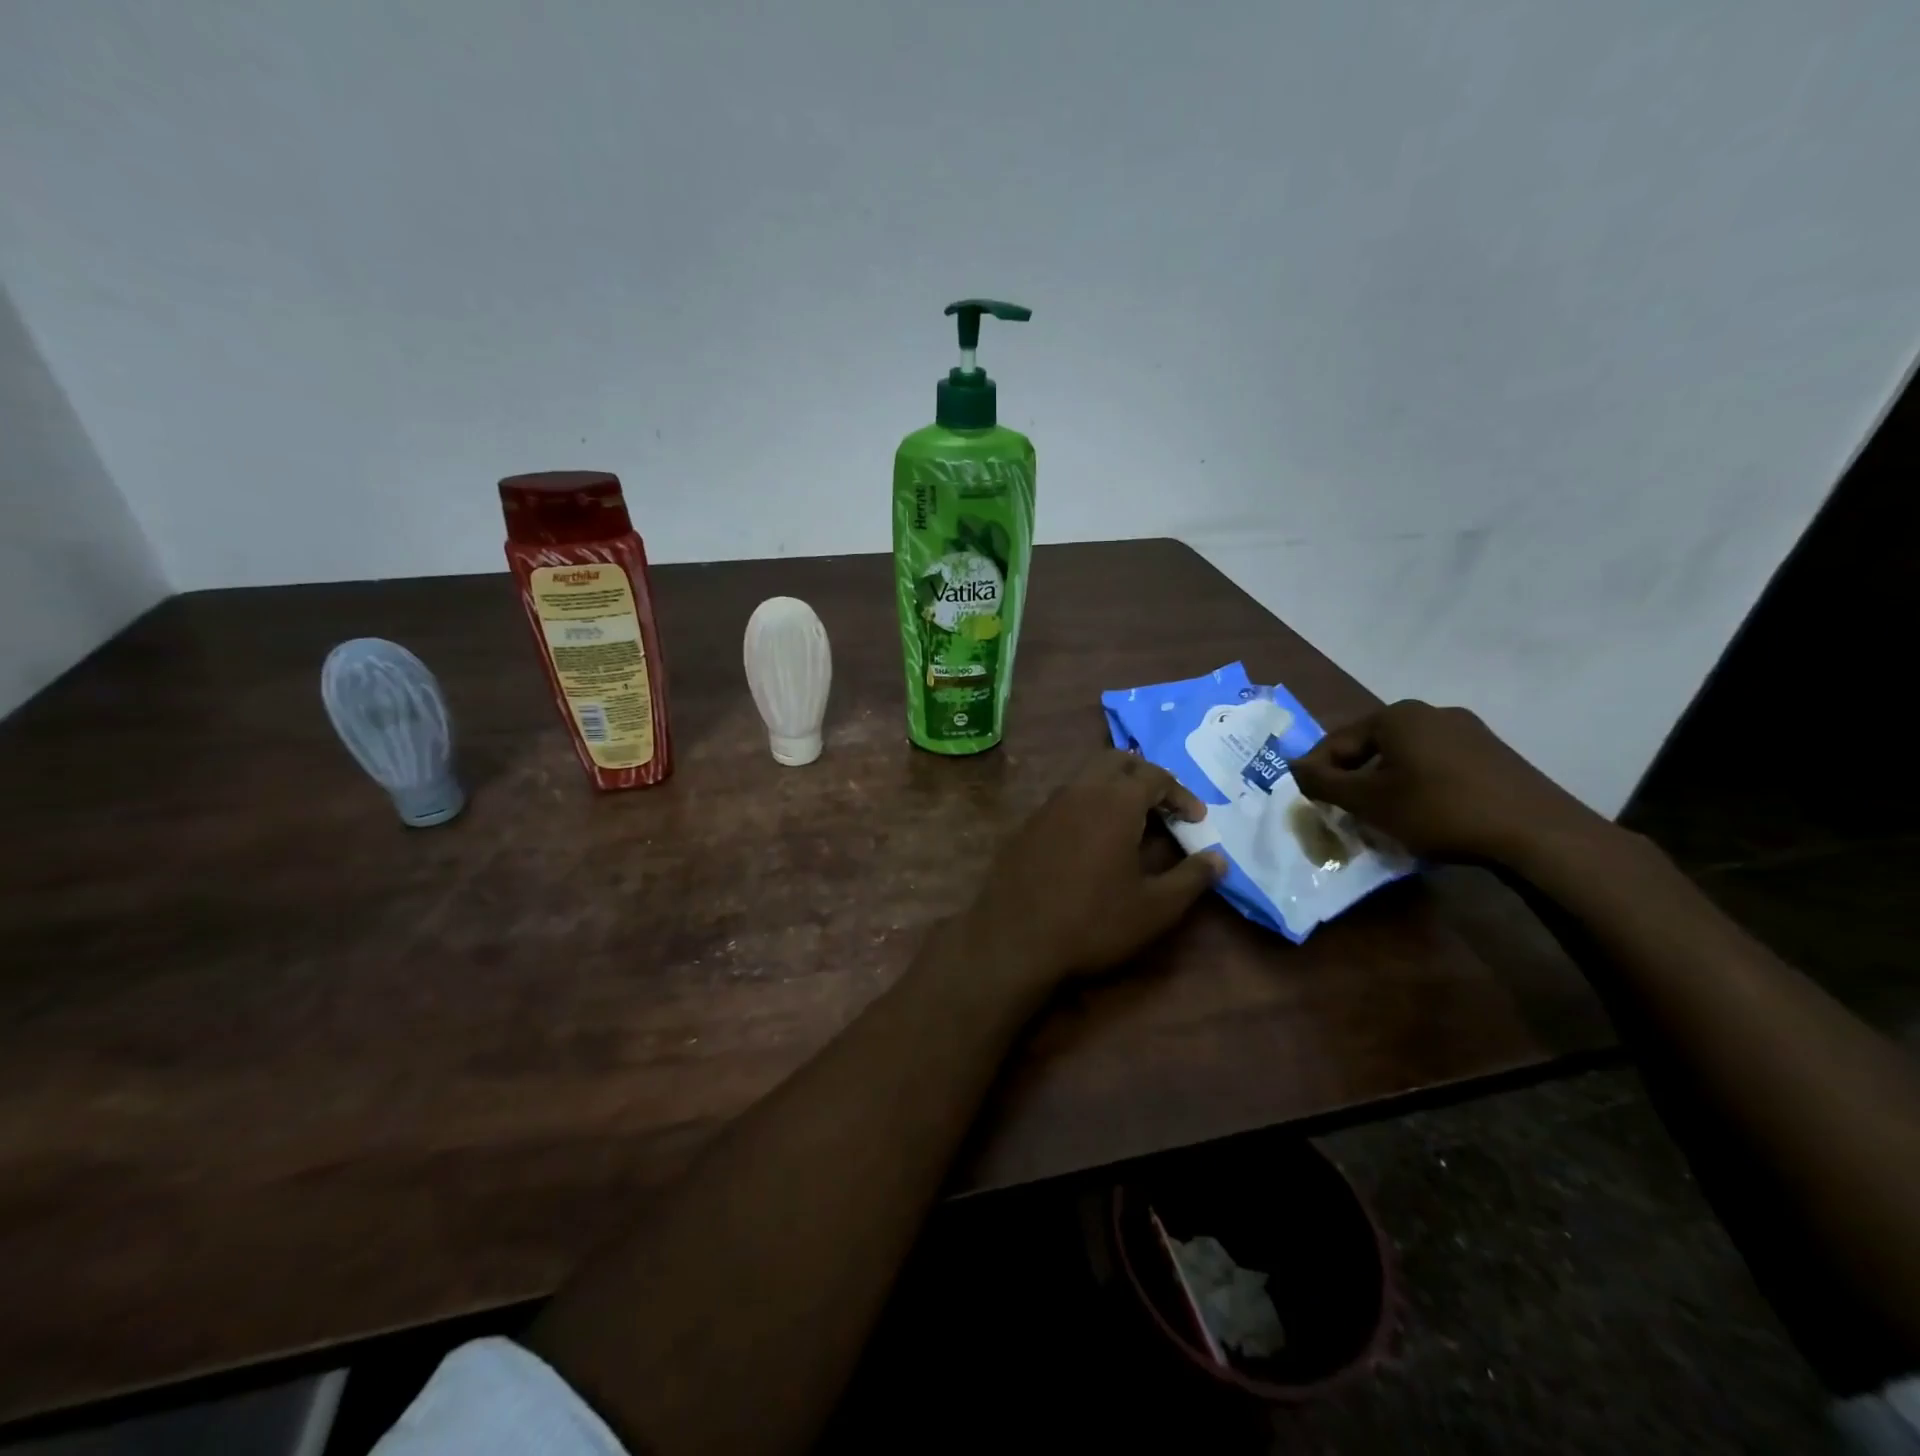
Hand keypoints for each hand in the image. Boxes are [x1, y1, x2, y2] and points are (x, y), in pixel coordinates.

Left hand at [963, 751, 1225, 988]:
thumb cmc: (1093, 922)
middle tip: (1164, 807)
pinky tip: (1094, 840)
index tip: (1196, 820)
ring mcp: (1048, 805)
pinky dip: (1088, 804)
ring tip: (1133, 822)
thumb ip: (1192, 878)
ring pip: (1087, 776)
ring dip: (1114, 787)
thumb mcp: (1155, 908)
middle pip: (1117, 761)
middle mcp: (1080, 791)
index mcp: (1114, 802)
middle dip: (1146, 776)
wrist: (1014, 939)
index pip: (1155, 775)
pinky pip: (1066, 798)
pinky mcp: (1028, 824)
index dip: (1181, 793)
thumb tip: (1218, 859)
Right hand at [1291, 700, 1605, 865]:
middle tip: (1345, 814)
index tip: (1312, 805)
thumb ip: (1322, 782)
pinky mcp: (1493, 754)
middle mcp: (1429, 712)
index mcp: (1395, 716)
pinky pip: (1437, 766)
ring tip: (1383, 818)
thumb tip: (1292, 767)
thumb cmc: (1438, 810)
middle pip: (1371, 747)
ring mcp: (1467, 730)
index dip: (1316, 774)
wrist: (1536, 832)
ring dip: (1385, 785)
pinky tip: (1424, 815)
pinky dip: (1419, 787)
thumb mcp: (1368, 801)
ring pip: (1404, 758)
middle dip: (1353, 780)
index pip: (1336, 742)